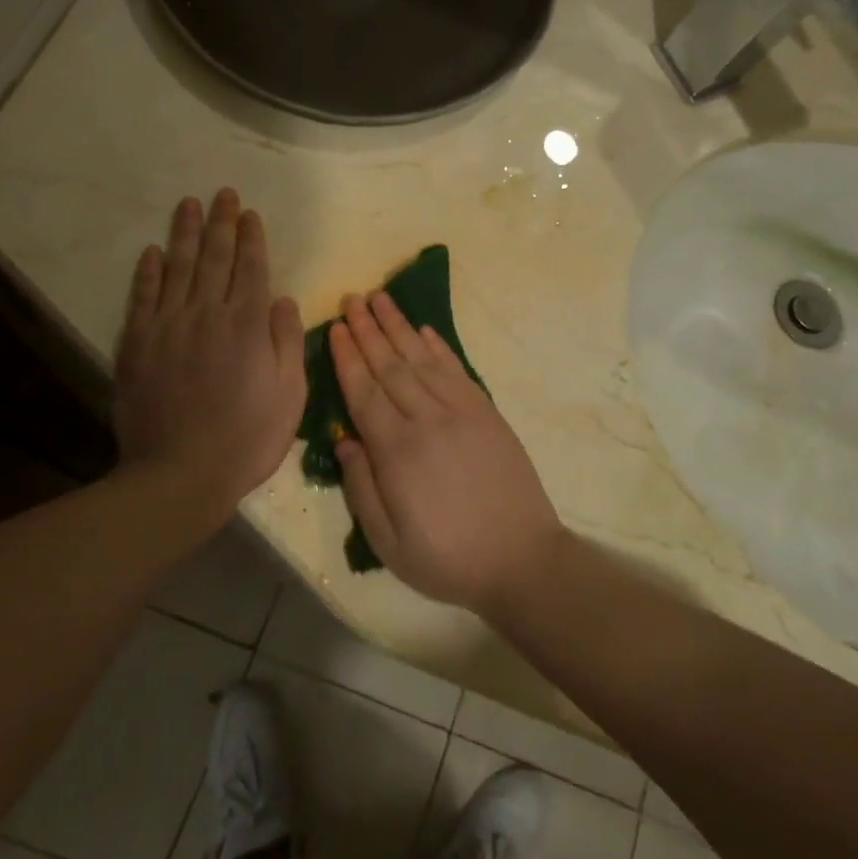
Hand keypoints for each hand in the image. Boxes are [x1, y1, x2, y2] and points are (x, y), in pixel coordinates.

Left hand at [115, 191, 306, 521]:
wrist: (179, 474)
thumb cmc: (246, 439)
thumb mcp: (289, 396)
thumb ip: (288, 342)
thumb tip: (283, 299)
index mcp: (247, 325)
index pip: (251, 268)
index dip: (251, 238)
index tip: (250, 213)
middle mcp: (206, 314)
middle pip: (214, 257)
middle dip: (221, 223)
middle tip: (222, 193)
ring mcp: (167, 326)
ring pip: (177, 267)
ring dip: (184, 233)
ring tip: (188, 204)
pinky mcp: (137, 344)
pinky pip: (143, 296)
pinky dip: (148, 271)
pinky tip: (153, 251)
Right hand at [329, 292, 565, 614]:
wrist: (521, 560)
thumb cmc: (447, 559)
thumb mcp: (388, 543)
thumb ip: (361, 489)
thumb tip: (345, 442)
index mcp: (397, 452)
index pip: (364, 391)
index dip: (347, 357)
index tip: (336, 327)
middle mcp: (427, 421)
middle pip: (390, 365)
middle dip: (368, 330)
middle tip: (352, 298)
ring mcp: (461, 413)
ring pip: (422, 360)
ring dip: (399, 326)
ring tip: (381, 298)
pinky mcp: (487, 414)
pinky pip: (456, 371)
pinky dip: (438, 347)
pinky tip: (424, 330)